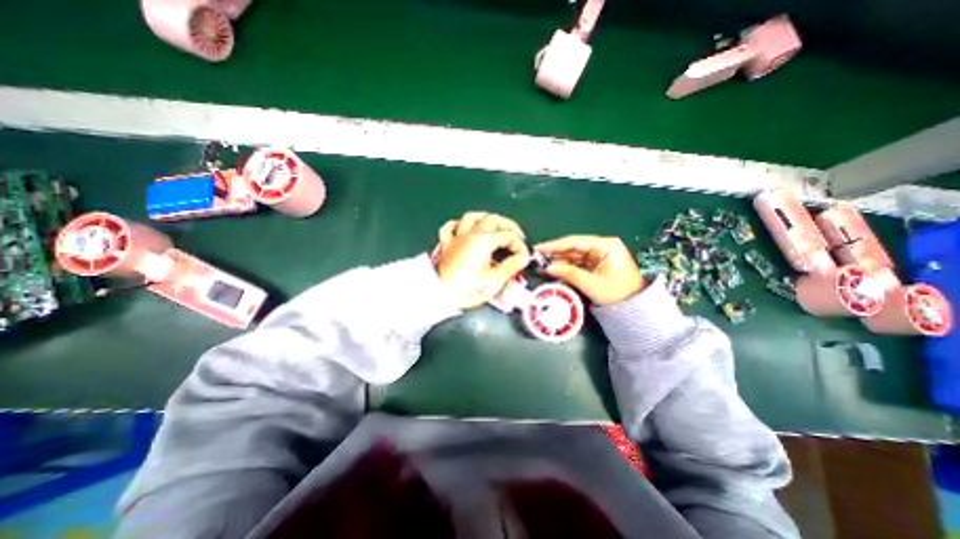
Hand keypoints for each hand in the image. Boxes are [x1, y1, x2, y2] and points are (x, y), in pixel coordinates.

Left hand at [436, 210, 532, 309]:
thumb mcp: (493, 281)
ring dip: (486, 218)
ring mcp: (456, 237)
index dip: (519, 246)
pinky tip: (464, 227)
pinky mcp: (446, 244)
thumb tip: (522, 258)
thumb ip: (511, 267)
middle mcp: (470, 233)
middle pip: (493, 220)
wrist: (438, 294)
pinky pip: (451, 227)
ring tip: (494, 224)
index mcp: (483, 240)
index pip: (508, 236)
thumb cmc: (466, 289)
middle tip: (517, 236)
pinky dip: (459, 224)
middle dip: (508, 226)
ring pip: (472, 217)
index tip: (524, 257)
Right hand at [533, 234, 642, 303]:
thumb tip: (548, 267)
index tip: (538, 249)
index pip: (575, 242)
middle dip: (555, 254)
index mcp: (606, 246)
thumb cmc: (617, 294)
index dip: (555, 246)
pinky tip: (552, 269)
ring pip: (573, 255)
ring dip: (558, 260)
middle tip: (536, 258)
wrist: (635, 309)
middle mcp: (602, 246)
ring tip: (540, 265)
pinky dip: (565, 266)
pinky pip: (577, 263)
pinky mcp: (596, 264)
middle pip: (573, 247)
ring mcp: (599, 255)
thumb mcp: (592, 284)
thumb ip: (569, 273)